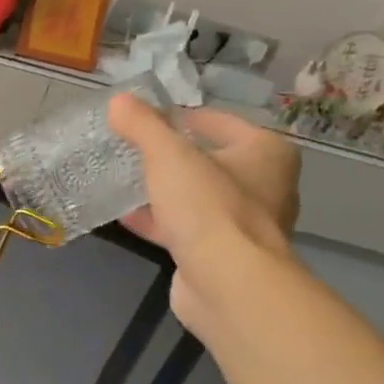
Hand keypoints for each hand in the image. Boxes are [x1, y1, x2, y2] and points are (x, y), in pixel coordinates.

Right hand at [109, 94, 299, 332]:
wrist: (228, 283)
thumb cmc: (208, 207)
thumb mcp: (167, 156)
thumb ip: (142, 125)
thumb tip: (118, 100)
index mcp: (266, 152)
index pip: (218, 121)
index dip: (180, 117)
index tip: (143, 120)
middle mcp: (265, 185)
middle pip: (208, 160)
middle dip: (171, 157)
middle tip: (131, 150)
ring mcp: (245, 224)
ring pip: (197, 197)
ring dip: (164, 191)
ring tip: (124, 181)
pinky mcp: (223, 254)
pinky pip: (186, 227)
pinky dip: (159, 220)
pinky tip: (126, 216)